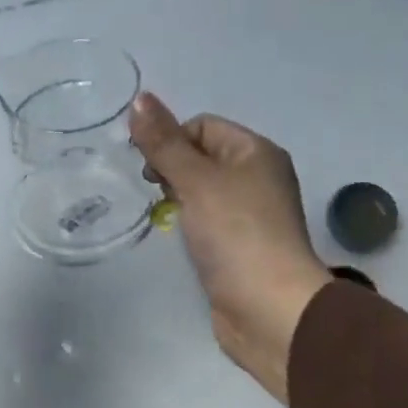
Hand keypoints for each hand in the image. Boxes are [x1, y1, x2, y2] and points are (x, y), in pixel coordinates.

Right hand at [130, 92, 332, 401]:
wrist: (268, 308)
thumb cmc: (236, 235)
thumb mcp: (197, 181)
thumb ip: (165, 143)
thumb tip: (139, 99)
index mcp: (256, 152)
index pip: (203, 126)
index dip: (171, 139)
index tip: (149, 170)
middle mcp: (257, 178)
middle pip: (202, 158)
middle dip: (172, 169)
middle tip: (155, 194)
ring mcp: (250, 216)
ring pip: (203, 192)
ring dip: (178, 199)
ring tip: (164, 218)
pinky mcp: (240, 248)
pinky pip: (208, 223)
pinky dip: (189, 226)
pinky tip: (179, 240)